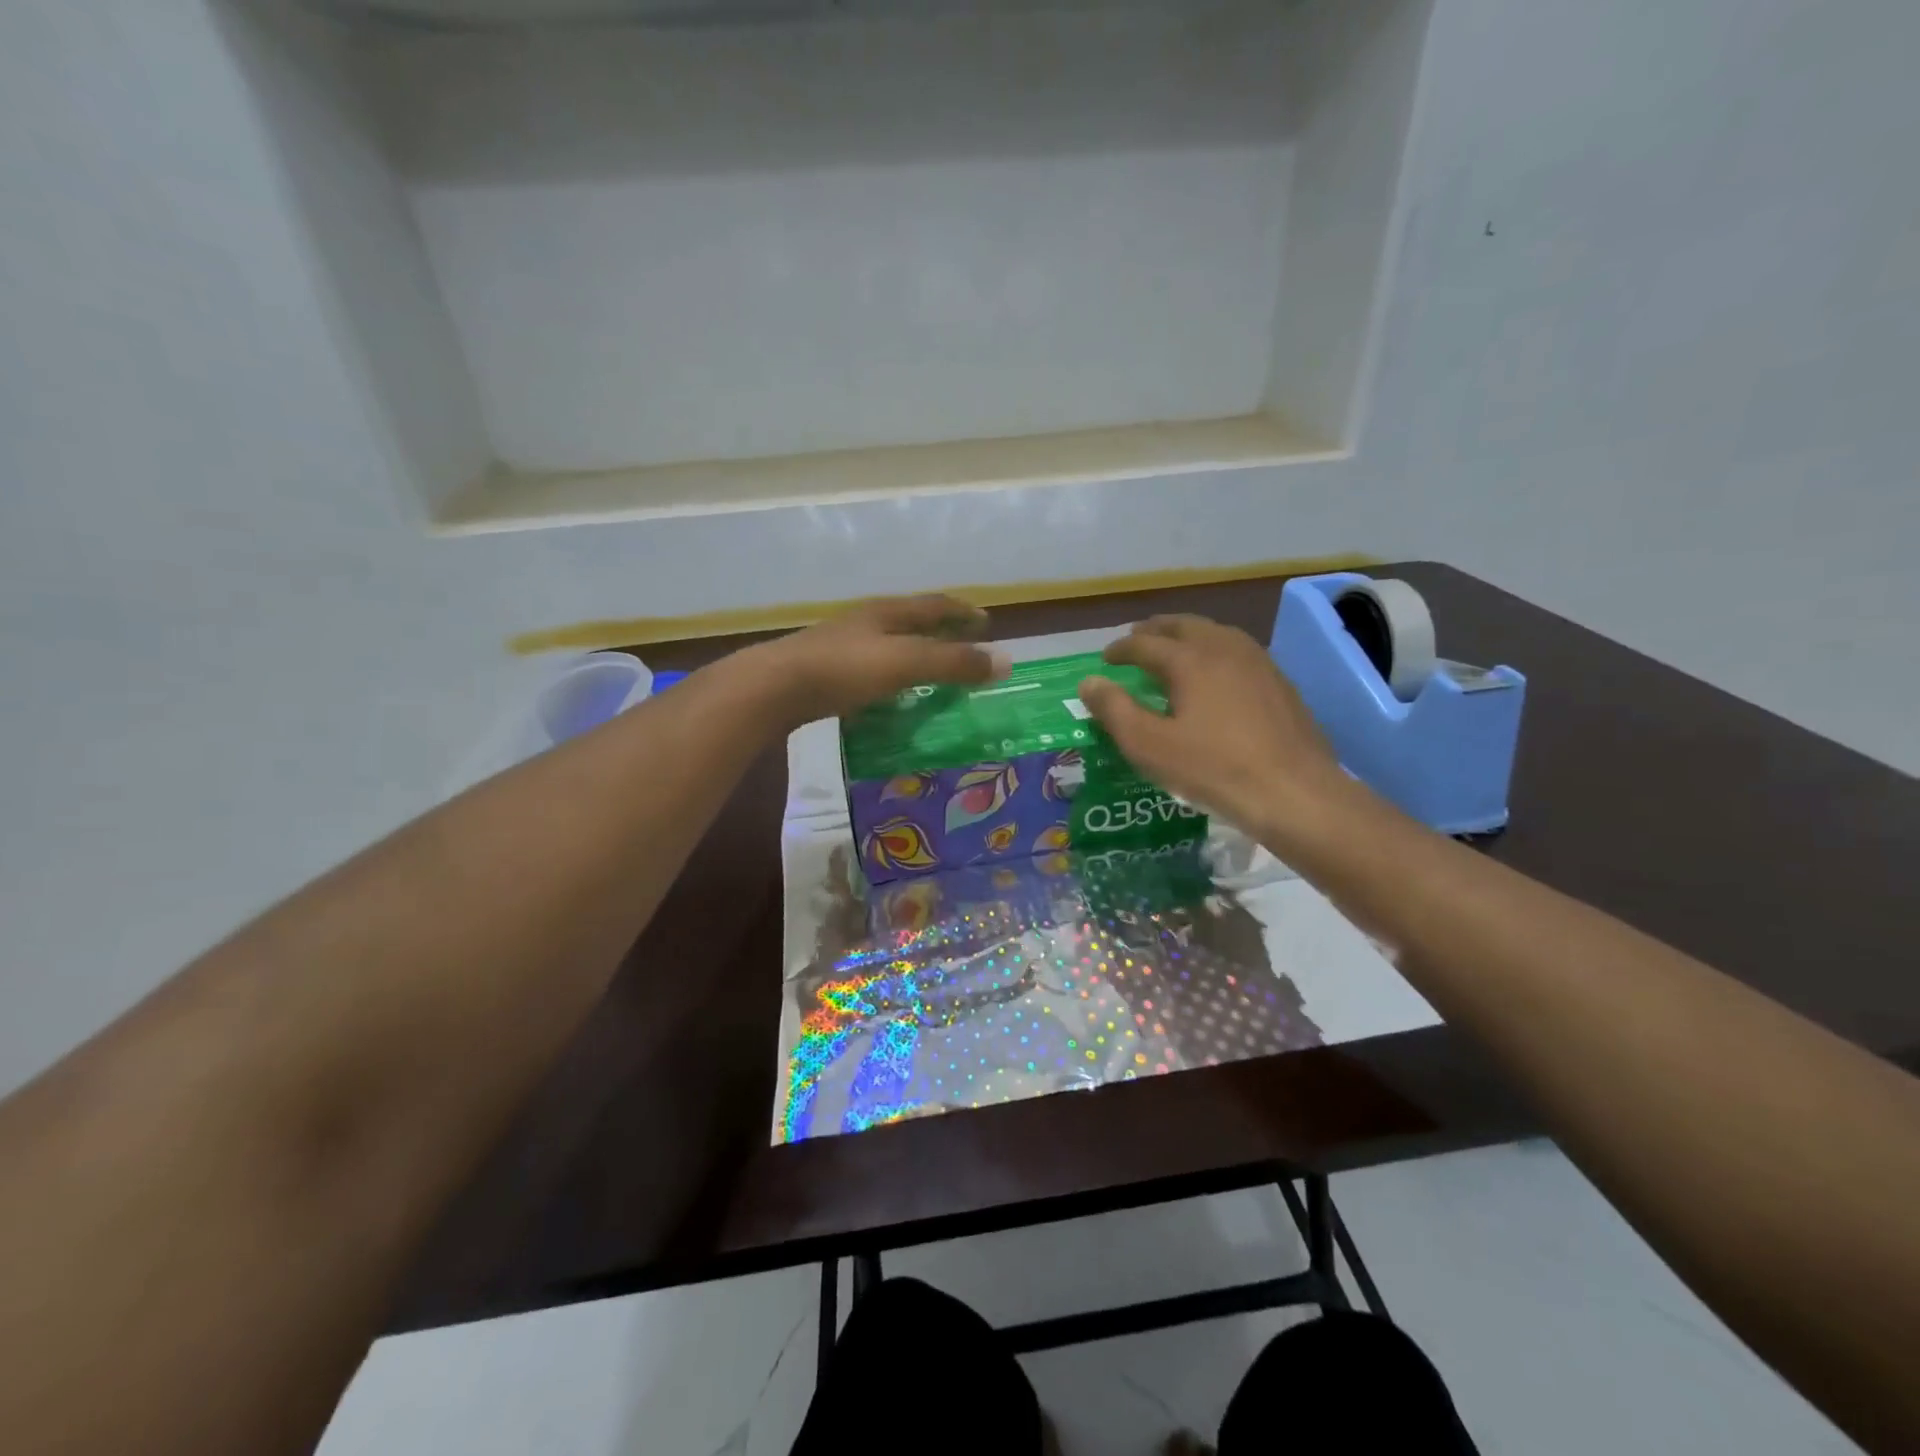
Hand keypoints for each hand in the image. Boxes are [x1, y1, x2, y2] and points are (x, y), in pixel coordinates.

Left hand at [749, 594, 1009, 723]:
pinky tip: (891, 696)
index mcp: (887, 612)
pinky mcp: (825, 671)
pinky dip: (891, 677)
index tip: (987, 622)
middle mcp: (866, 622)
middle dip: (941, 631)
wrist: (775, 687)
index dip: (963, 611)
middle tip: (964, 647)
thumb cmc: (845, 669)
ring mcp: (842, 645)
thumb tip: (1007, 662)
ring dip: (915, 654)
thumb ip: (954, 663)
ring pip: (889, 644)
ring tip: (932, 673)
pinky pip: (870, 669)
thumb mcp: (907, 663)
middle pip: (911, 621)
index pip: (935, 604)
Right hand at [1077, 615, 1352, 845]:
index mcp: (1189, 660)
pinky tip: (1216, 674)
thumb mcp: (1150, 746)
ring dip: (1188, 635)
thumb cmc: (1214, 769)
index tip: (1106, 659)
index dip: (1121, 649)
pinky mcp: (1280, 682)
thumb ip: (1115, 710)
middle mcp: (1224, 649)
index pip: (1145, 643)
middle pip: (1183, 625)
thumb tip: (1089, 682)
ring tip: (1173, 650)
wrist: (1295, 792)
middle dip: (1155, 630)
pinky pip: (1238, 651)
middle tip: (1137, 639)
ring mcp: (1258, 662)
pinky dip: (1215, 651)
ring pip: (1215, 633)